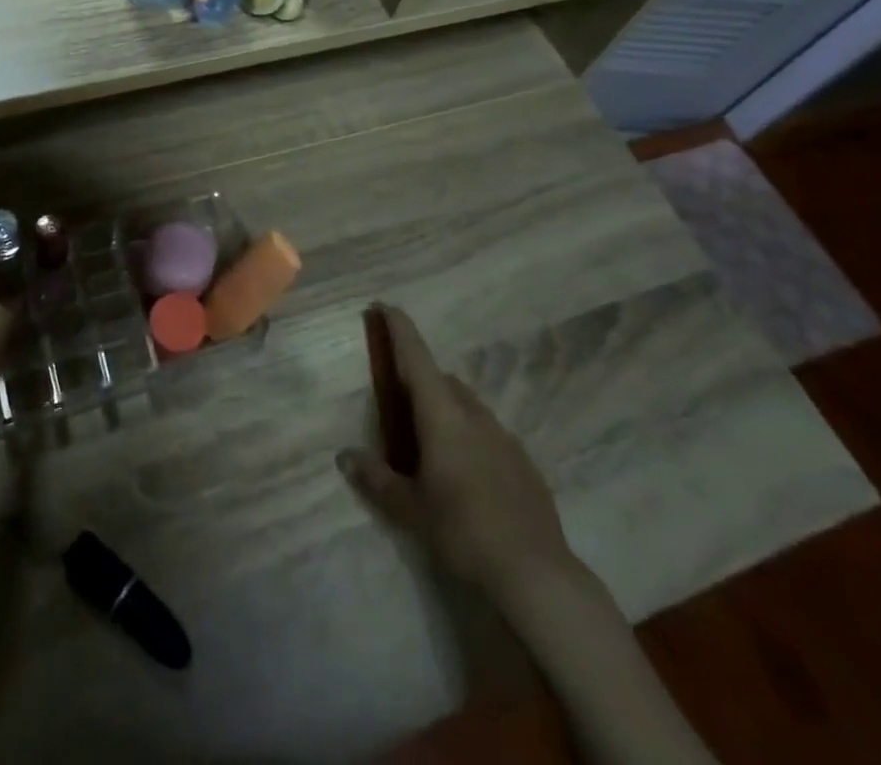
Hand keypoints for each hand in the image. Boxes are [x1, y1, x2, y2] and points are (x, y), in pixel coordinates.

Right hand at [338, 305, 580, 603]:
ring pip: (469, 407)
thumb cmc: (462, 531)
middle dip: (421, 379)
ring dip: (447, 409)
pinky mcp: (525, 464)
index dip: (400, 329)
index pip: (417, 358)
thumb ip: (377, 479)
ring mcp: (505, 438)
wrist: (536, 575)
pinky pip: (489, 435)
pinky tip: (467, 474)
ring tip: (430, 441)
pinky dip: (471, 437)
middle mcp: (475, 416)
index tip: (385, 306)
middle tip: (400, 399)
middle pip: (444, 381)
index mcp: (443, 416)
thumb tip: (344, 457)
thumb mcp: (410, 509)